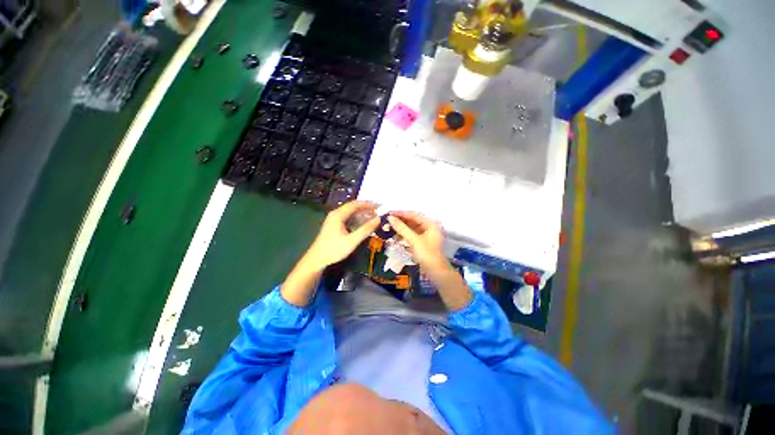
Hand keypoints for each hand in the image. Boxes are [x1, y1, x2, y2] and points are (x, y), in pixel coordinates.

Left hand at [305, 201, 380, 268]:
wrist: (317, 259)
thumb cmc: (334, 249)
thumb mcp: (352, 240)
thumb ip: (366, 229)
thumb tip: (378, 219)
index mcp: (338, 215)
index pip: (356, 204)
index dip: (369, 204)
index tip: (380, 205)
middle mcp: (336, 214)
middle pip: (353, 207)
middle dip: (366, 208)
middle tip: (379, 211)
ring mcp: (334, 219)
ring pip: (351, 213)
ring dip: (362, 214)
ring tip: (374, 217)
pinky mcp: (334, 225)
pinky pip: (348, 218)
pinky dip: (357, 219)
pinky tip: (364, 224)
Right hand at [387, 211, 447, 273]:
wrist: (436, 272)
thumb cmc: (426, 254)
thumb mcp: (413, 240)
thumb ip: (401, 228)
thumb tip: (390, 218)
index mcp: (430, 223)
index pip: (413, 215)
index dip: (401, 213)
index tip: (389, 213)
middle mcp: (429, 227)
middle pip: (412, 220)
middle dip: (400, 221)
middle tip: (387, 221)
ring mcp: (426, 235)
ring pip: (411, 228)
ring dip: (401, 228)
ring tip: (389, 228)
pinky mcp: (422, 242)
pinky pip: (411, 235)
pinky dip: (404, 235)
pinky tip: (395, 237)